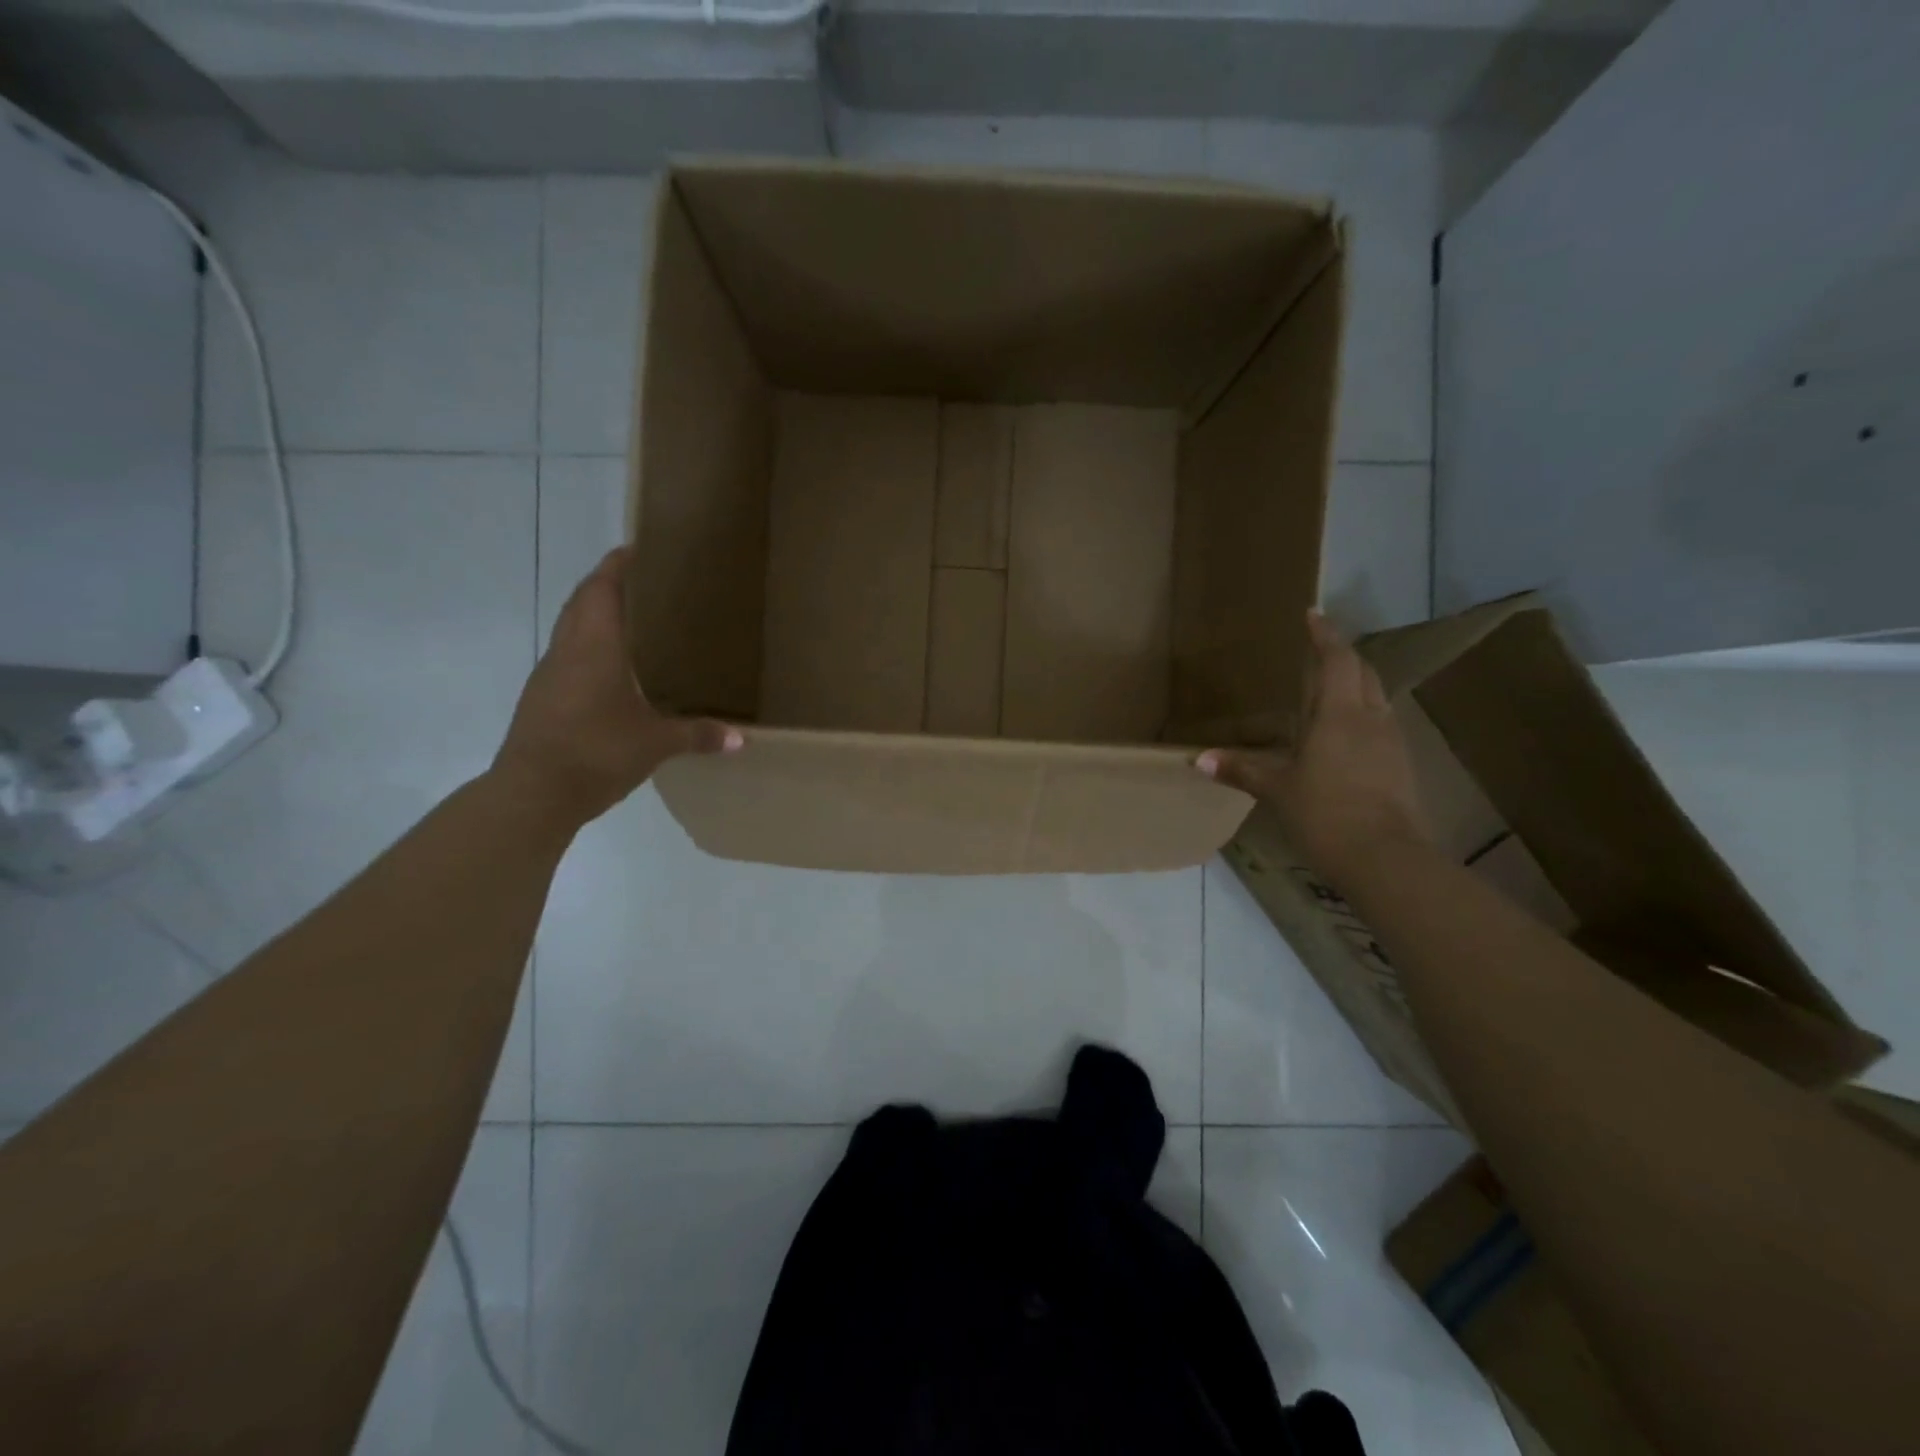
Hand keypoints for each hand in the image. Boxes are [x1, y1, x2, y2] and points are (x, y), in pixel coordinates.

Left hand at [493, 547, 740, 822]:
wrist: (532, 794)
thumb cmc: (596, 752)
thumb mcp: (656, 744)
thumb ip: (699, 735)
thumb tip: (741, 739)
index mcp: (595, 647)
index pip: (602, 589)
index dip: (617, 565)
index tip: (637, 549)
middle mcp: (567, 650)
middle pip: (582, 602)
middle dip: (607, 585)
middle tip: (644, 583)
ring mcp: (549, 675)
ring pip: (571, 628)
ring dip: (594, 615)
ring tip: (632, 622)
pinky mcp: (542, 698)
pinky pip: (567, 656)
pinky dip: (587, 647)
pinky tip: (612, 670)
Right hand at [1196, 611, 1426, 888]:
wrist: (1385, 858)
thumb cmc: (1326, 813)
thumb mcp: (1278, 790)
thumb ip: (1242, 770)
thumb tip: (1200, 760)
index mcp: (1340, 714)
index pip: (1337, 659)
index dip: (1325, 635)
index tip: (1312, 615)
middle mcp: (1371, 718)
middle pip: (1363, 673)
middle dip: (1343, 657)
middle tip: (1319, 654)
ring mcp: (1392, 743)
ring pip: (1376, 698)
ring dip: (1356, 687)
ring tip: (1330, 693)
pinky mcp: (1401, 767)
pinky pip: (1381, 725)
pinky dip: (1363, 718)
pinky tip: (1346, 737)